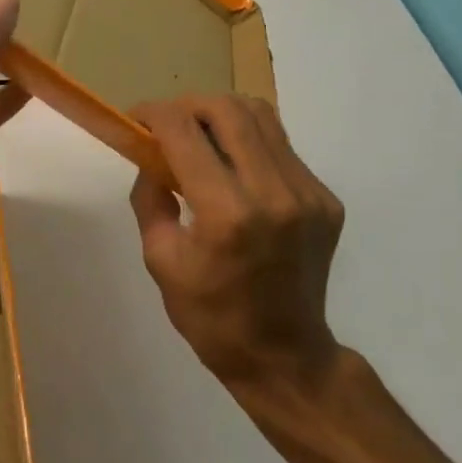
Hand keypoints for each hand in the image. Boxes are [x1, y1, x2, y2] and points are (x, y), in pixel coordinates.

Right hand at [129, 95, 346, 387]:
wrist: (284, 356)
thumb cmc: (210, 317)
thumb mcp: (160, 260)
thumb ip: (151, 197)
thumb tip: (151, 155)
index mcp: (228, 215)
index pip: (185, 133)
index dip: (154, 114)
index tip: (134, 118)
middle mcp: (274, 193)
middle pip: (228, 109)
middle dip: (187, 105)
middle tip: (166, 124)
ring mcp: (309, 194)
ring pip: (262, 116)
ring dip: (221, 115)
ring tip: (199, 136)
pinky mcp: (326, 199)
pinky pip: (281, 147)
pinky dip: (249, 143)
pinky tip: (233, 169)